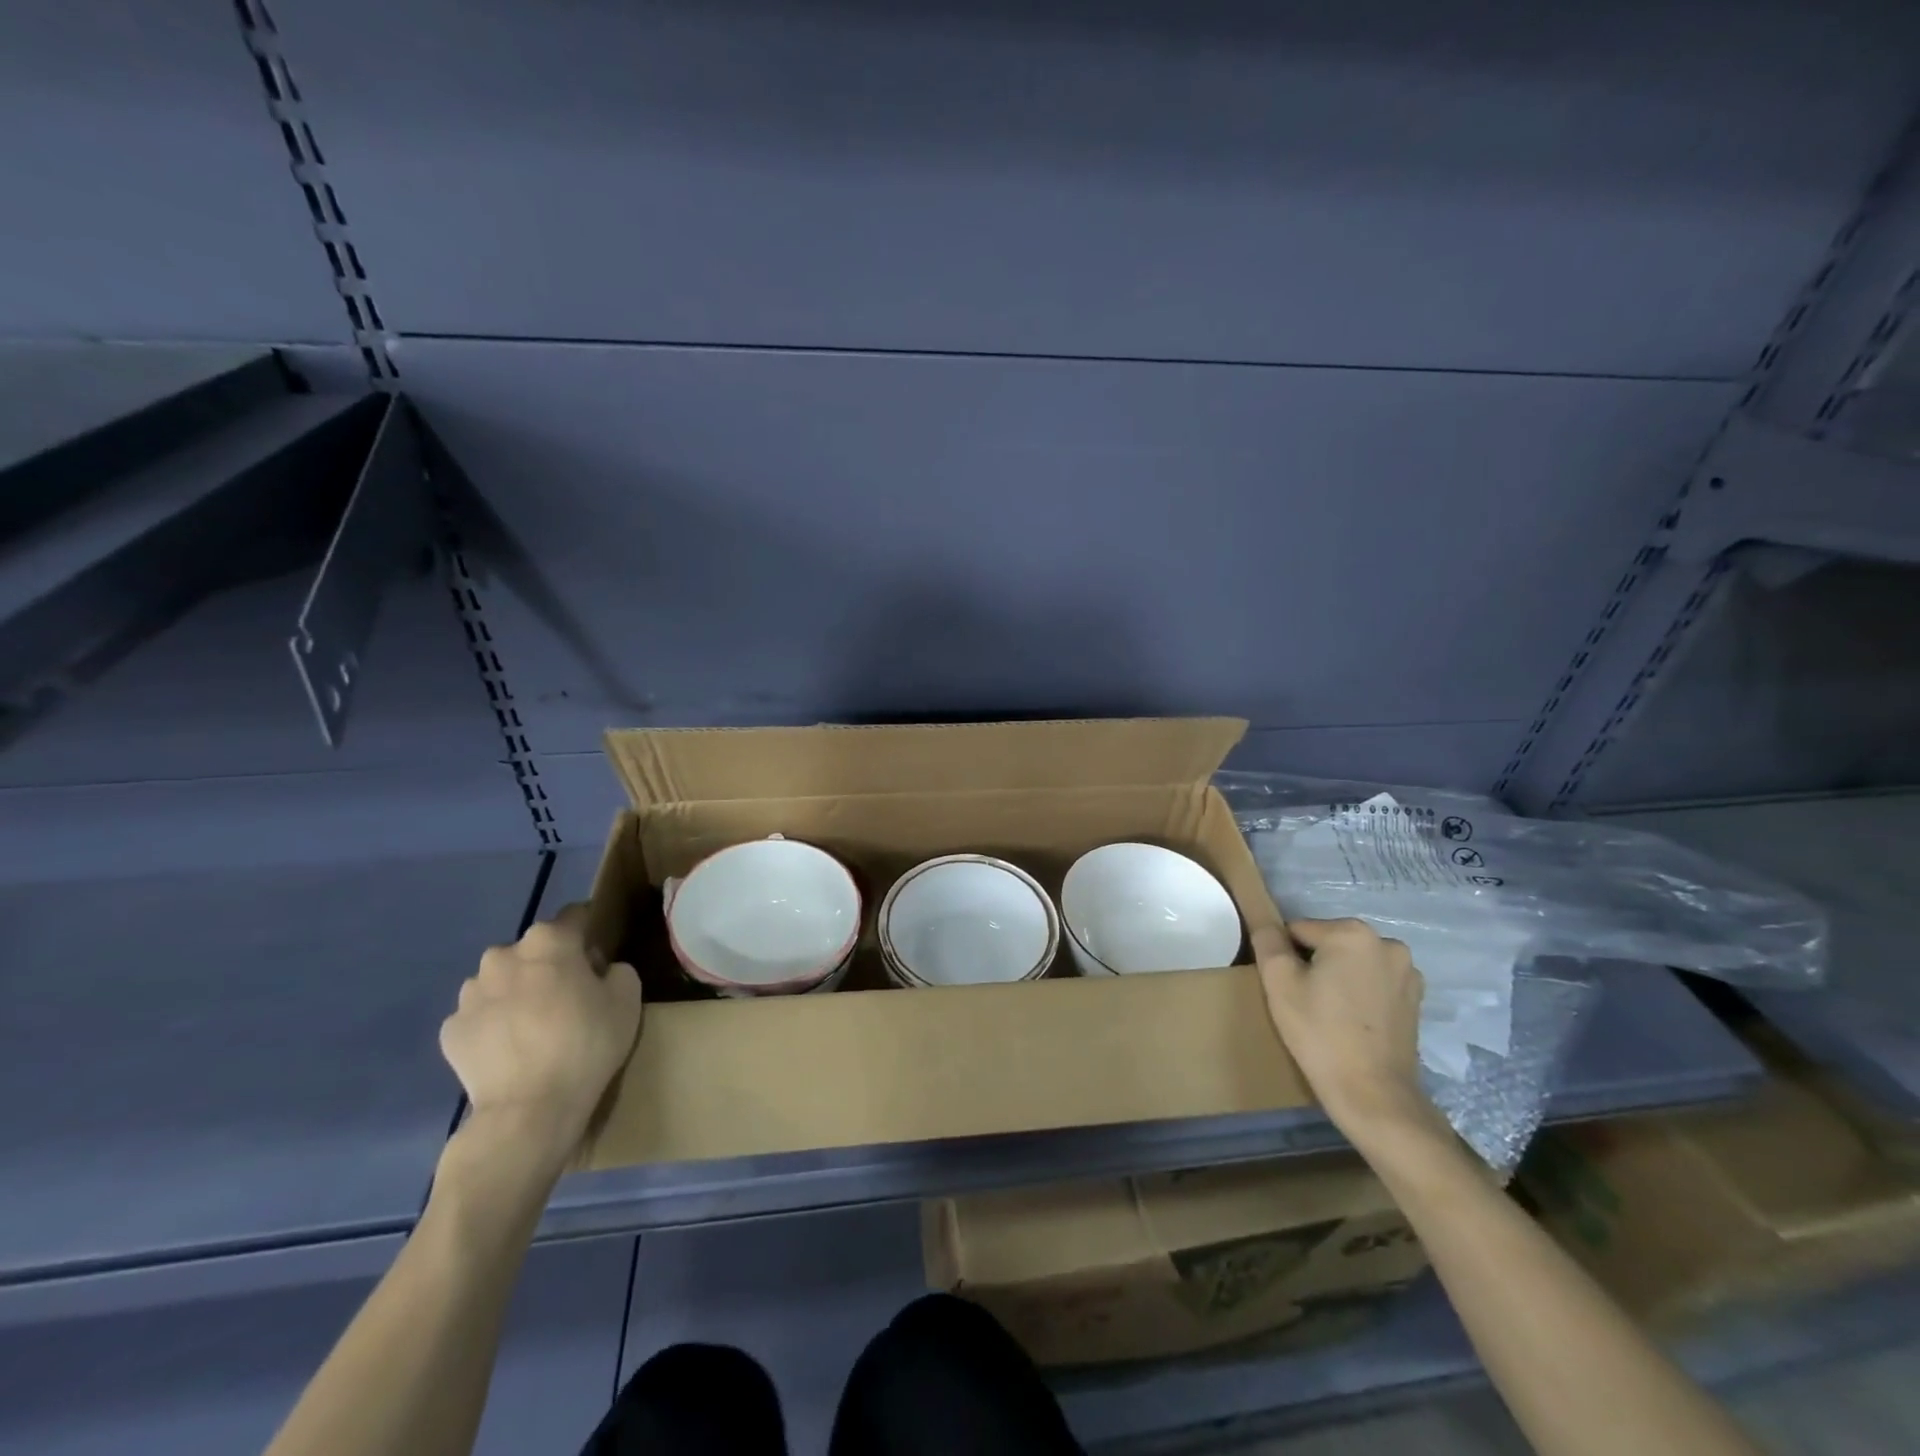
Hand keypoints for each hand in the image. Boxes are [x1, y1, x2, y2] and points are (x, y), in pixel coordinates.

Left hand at [440, 904, 642, 1169]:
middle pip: (535, 949)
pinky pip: (480, 1016)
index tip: (599, 957)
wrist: (529, 1109)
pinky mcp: (450, 1030)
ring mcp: (470, 993)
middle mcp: (504, 955)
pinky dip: (494, 1024)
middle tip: (569, 997)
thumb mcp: (628, 998)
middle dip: (550, 965)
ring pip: (502, 981)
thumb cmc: (586, 1044)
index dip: (590, 933)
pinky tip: (511, 1049)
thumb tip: (598, 972)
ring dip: (517, 992)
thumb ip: (616, 970)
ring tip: (535, 1027)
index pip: (576, 916)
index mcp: (549, 940)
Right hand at [1253, 918, 1446, 1151]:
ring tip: (1329, 1013)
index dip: (1285, 957)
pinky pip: (1373, 981)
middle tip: (1305, 1002)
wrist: (1373, 1094)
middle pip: (1328, 943)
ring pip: (1352, 962)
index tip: (1287, 988)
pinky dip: (1359, 992)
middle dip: (1313, 964)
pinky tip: (1352, 1021)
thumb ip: (1268, 941)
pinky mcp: (1416, 998)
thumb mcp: (1279, 983)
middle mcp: (1386, 943)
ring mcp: (1407, 971)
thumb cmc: (1320, 1033)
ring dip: (1338, 977)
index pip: (1298, 930)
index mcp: (1352, 933)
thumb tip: (1265, 921)